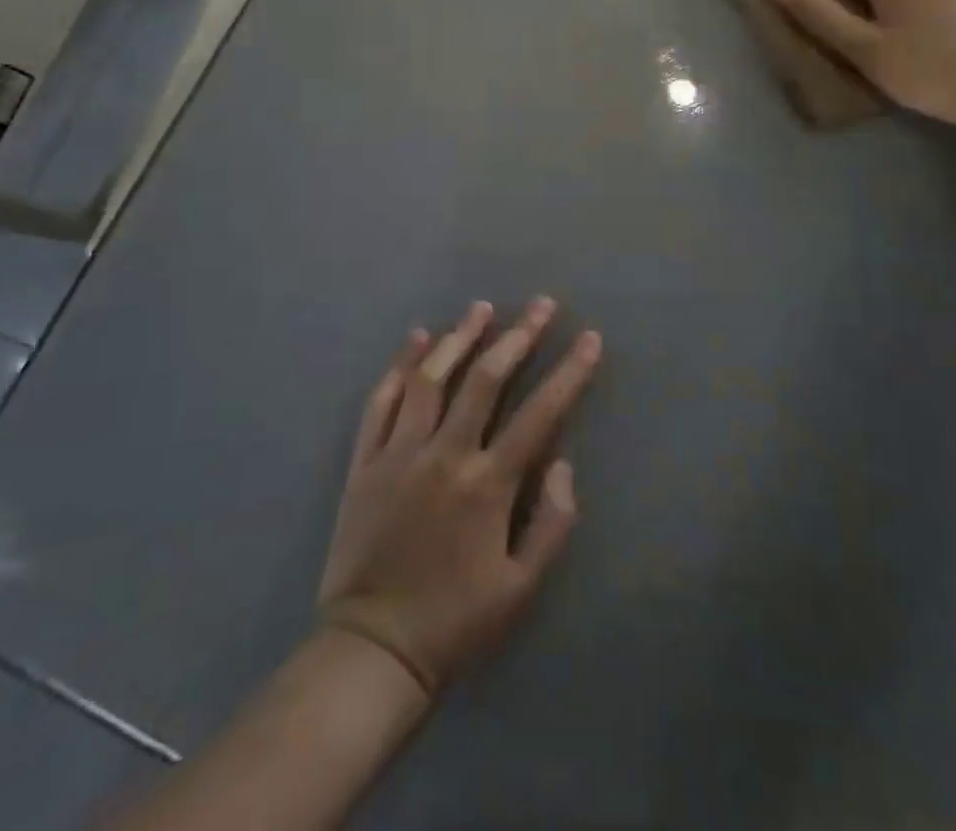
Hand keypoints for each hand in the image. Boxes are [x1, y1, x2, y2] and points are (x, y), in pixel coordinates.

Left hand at [318, 298, 601, 696]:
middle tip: (540, 305)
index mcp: (487, 484)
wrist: (371, 651)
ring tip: (481, 307)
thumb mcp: (521, 588)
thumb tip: (562, 461)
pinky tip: (416, 340)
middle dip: (518, 336)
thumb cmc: (455, 622)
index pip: (539, 413)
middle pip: (484, 379)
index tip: (589, 338)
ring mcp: (399, 453)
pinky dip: (399, 366)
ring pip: (431, 378)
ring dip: (459, 337)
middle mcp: (444, 455)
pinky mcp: (365, 462)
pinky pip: (381, 401)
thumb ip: (551, 522)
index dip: (569, 372)